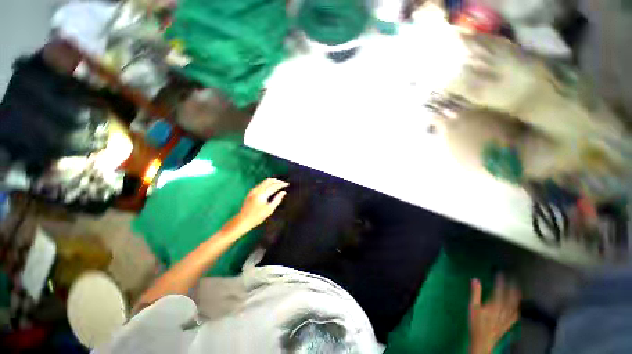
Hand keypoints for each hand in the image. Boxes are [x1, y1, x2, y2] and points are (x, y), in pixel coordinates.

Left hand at [227, 178, 288, 234]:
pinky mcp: (251, 192)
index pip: (274, 186)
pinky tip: (271, 186)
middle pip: (269, 181)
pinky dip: (267, 183)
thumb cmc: (258, 217)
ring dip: (272, 181)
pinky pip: (261, 184)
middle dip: (277, 181)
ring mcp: (253, 190)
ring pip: (264, 181)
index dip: (281, 184)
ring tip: (279, 183)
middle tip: (284, 183)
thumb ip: (277, 199)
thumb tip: (283, 192)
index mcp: (262, 195)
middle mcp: (257, 190)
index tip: (287, 184)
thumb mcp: (270, 209)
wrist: (243, 220)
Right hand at [469, 275, 520, 353]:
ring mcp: (507, 317)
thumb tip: (475, 280)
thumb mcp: (473, 307)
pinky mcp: (509, 323)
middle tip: (513, 279)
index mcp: (495, 304)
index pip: (500, 290)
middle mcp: (504, 310)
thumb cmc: (476, 323)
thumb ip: (475, 293)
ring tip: (517, 289)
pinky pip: (515, 314)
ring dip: (516, 296)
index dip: (501, 281)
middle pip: (510, 297)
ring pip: (515, 305)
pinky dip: (517, 308)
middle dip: (512, 287)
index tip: (500, 274)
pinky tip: (517, 307)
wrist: (483, 340)